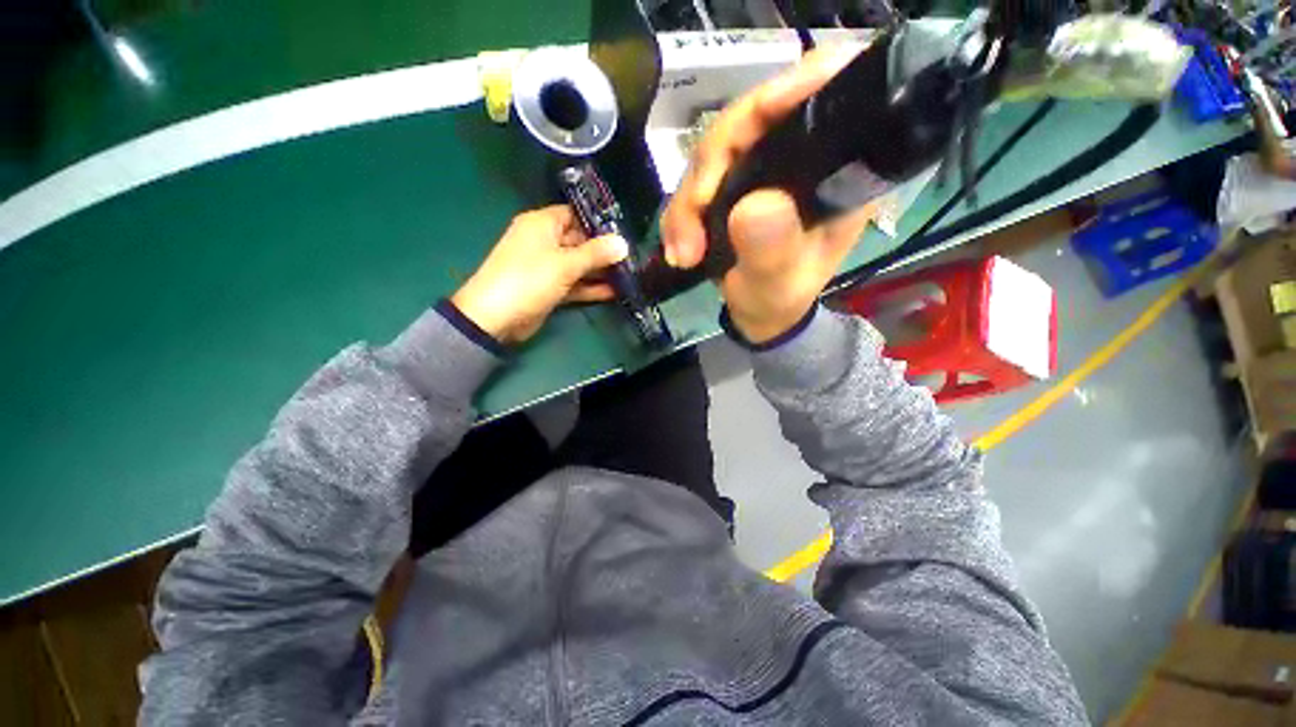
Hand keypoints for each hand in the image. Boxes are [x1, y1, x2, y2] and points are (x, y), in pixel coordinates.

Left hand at [452, 206, 628, 344]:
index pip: (575, 215)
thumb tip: (623, 243)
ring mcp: (548, 267)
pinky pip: (575, 284)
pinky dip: (591, 288)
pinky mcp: (551, 288)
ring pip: (579, 265)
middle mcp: (545, 242)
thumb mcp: (565, 264)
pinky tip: (615, 292)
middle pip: (580, 241)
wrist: (496, 318)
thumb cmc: (529, 279)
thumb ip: (596, 253)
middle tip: (633, 257)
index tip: (625, 232)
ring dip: (600, 271)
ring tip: (630, 275)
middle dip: (605, 250)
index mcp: (542, 224)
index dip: (599, 222)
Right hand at [661, 44, 876, 343]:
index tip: (761, 109)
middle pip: (748, 123)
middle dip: (709, 174)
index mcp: (833, 171)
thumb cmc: (778, 300)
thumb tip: (755, 204)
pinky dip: (679, 215)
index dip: (795, 87)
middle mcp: (798, 157)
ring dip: (686, 205)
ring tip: (683, 253)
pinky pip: (695, 181)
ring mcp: (760, 168)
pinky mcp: (731, 183)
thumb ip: (772, 249)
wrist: (758, 314)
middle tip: (690, 231)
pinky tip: (678, 248)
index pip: (826, 99)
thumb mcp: (778, 284)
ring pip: (712, 155)